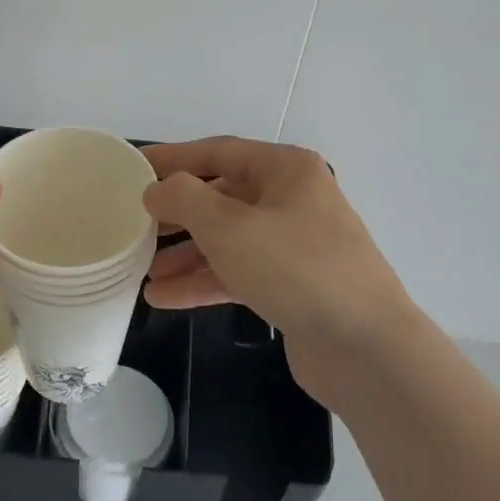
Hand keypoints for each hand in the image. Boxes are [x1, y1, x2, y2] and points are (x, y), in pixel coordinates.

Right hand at [142, 137, 424, 414]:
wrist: (365, 347)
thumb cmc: (295, 268)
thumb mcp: (229, 226)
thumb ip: (184, 200)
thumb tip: (157, 190)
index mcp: (286, 170)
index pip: (218, 152)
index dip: (173, 157)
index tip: (134, 166)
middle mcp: (293, 200)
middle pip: (222, 198)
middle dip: (178, 214)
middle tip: (135, 224)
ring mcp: (295, 246)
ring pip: (228, 240)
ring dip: (186, 255)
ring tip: (143, 271)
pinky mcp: (292, 287)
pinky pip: (239, 274)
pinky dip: (204, 282)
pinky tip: (164, 298)